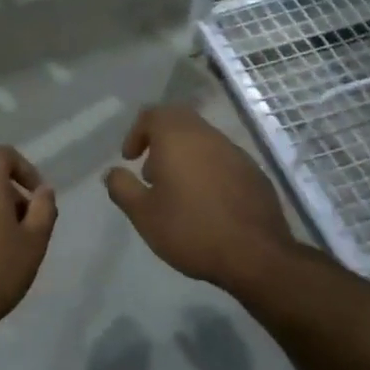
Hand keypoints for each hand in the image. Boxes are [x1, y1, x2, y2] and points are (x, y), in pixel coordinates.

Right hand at [104, 105, 295, 292]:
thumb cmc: (191, 229)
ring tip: (177, 191)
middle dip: (160, 140)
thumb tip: (112, 173)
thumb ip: (122, 188)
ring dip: (185, 155)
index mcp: (177, 137)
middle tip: (151, 172)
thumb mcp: (143, 215)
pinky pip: (223, 158)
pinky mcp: (254, 171)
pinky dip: (207, 169)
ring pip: (203, 139)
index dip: (136, 133)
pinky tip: (207, 202)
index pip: (152, 114)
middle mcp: (207, 135)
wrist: (256, 255)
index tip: (130, 160)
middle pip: (179, 120)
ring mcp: (235, 152)